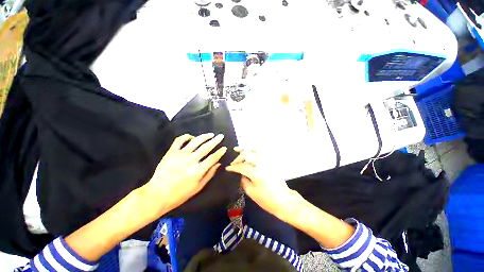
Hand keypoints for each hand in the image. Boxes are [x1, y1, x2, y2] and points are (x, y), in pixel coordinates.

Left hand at [146, 133, 226, 214]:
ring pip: (195, 141)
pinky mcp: (171, 152)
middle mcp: (190, 160)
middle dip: (215, 141)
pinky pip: (179, 140)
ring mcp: (180, 155)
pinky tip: (192, 137)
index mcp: (198, 171)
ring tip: (210, 134)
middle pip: (206, 147)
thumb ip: (209, 174)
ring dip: (204, 136)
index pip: (212, 158)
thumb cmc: (180, 194)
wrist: (158, 194)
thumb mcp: (198, 187)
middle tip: (221, 136)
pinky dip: (186, 136)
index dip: (220, 152)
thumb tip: (218, 163)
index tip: (224, 147)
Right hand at [225, 148, 303, 221]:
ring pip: (254, 151)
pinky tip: (249, 151)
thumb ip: (244, 181)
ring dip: (245, 150)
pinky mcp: (271, 162)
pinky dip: (253, 150)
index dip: (233, 167)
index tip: (227, 168)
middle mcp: (262, 164)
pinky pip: (260, 153)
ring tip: (238, 149)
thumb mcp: (251, 193)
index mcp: (256, 173)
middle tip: (233, 161)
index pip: (242, 166)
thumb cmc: (267, 200)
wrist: (284, 200)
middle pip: (248, 154)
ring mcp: (267, 162)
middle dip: (239, 157)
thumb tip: (241, 174)